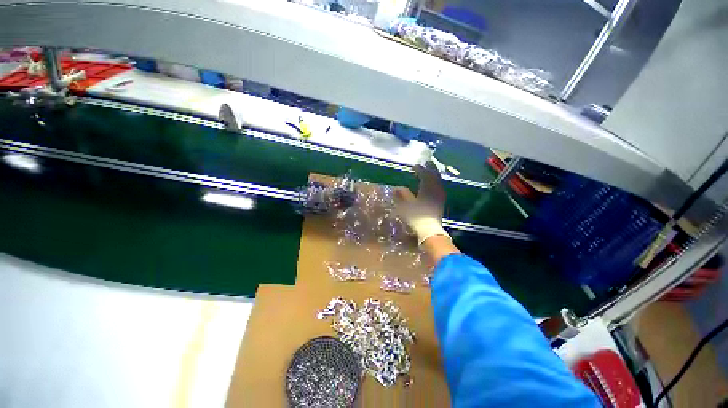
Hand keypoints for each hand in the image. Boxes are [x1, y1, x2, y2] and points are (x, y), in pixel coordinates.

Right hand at [394, 163, 449, 244]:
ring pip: (438, 181)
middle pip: (434, 175)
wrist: (429, 229)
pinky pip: (440, 187)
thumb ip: (402, 195)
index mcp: (427, 188)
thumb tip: (397, 188)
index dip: (420, 169)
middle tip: (427, 162)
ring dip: (435, 174)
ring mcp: (440, 195)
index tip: (415, 166)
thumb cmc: (416, 216)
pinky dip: (436, 182)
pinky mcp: (441, 201)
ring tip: (431, 171)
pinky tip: (434, 184)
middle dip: (431, 168)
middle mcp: (435, 189)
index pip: (424, 174)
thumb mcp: (406, 205)